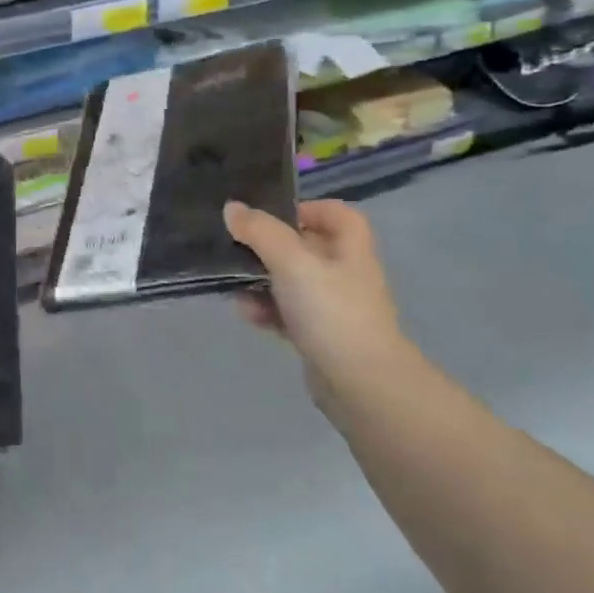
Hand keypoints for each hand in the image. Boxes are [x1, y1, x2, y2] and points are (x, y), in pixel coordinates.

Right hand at [224, 199, 407, 406]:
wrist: (361, 384)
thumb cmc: (331, 312)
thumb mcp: (292, 262)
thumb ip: (261, 232)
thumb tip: (232, 208)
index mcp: (350, 249)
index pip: (336, 214)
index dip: (306, 208)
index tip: (270, 215)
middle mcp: (345, 274)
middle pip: (307, 247)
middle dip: (270, 247)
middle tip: (238, 248)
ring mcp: (333, 307)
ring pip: (292, 282)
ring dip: (262, 281)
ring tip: (234, 285)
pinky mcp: (319, 336)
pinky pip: (287, 313)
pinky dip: (267, 311)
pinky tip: (248, 315)